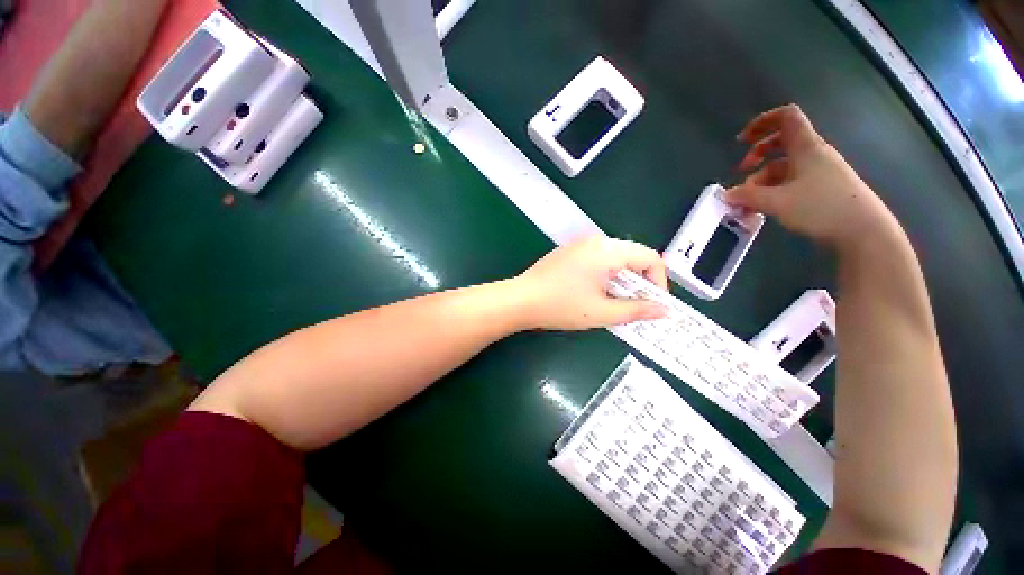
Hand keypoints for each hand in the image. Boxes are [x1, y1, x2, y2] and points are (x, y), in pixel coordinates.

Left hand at [514, 236, 668, 330]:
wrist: (521, 300)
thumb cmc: (561, 306)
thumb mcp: (601, 312)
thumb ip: (636, 310)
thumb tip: (664, 310)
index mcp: (607, 251)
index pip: (649, 258)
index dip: (659, 281)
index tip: (653, 304)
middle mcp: (596, 241)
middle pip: (633, 255)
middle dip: (640, 281)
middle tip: (636, 305)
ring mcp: (580, 245)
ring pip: (615, 257)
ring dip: (623, 279)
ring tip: (616, 301)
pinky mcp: (569, 252)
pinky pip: (598, 258)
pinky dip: (607, 274)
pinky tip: (596, 291)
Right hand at [725, 105, 897, 249]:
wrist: (863, 230)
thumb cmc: (821, 207)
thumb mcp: (778, 202)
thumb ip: (748, 197)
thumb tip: (726, 195)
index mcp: (806, 147)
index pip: (786, 117)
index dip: (762, 122)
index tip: (741, 140)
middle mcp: (813, 154)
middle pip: (781, 141)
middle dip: (756, 154)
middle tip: (741, 171)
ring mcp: (819, 171)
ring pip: (784, 166)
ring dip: (761, 179)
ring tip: (748, 201)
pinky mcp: (821, 188)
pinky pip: (791, 181)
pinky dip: (773, 190)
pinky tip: (763, 207)